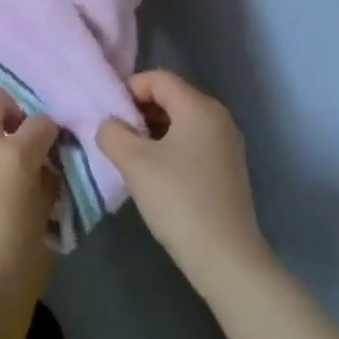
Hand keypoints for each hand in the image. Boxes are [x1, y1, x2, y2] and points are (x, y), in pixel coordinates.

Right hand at [98, 71, 271, 292]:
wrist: (226, 260)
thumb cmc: (179, 200)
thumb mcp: (134, 163)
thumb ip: (112, 133)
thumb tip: (109, 125)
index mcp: (199, 107)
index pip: (158, 78)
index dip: (129, 89)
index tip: (109, 114)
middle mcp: (218, 117)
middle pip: (171, 96)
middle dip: (140, 110)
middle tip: (116, 134)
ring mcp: (227, 144)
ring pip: (181, 121)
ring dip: (153, 130)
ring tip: (131, 156)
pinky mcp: (229, 168)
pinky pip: (193, 142)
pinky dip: (170, 147)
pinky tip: (155, 173)